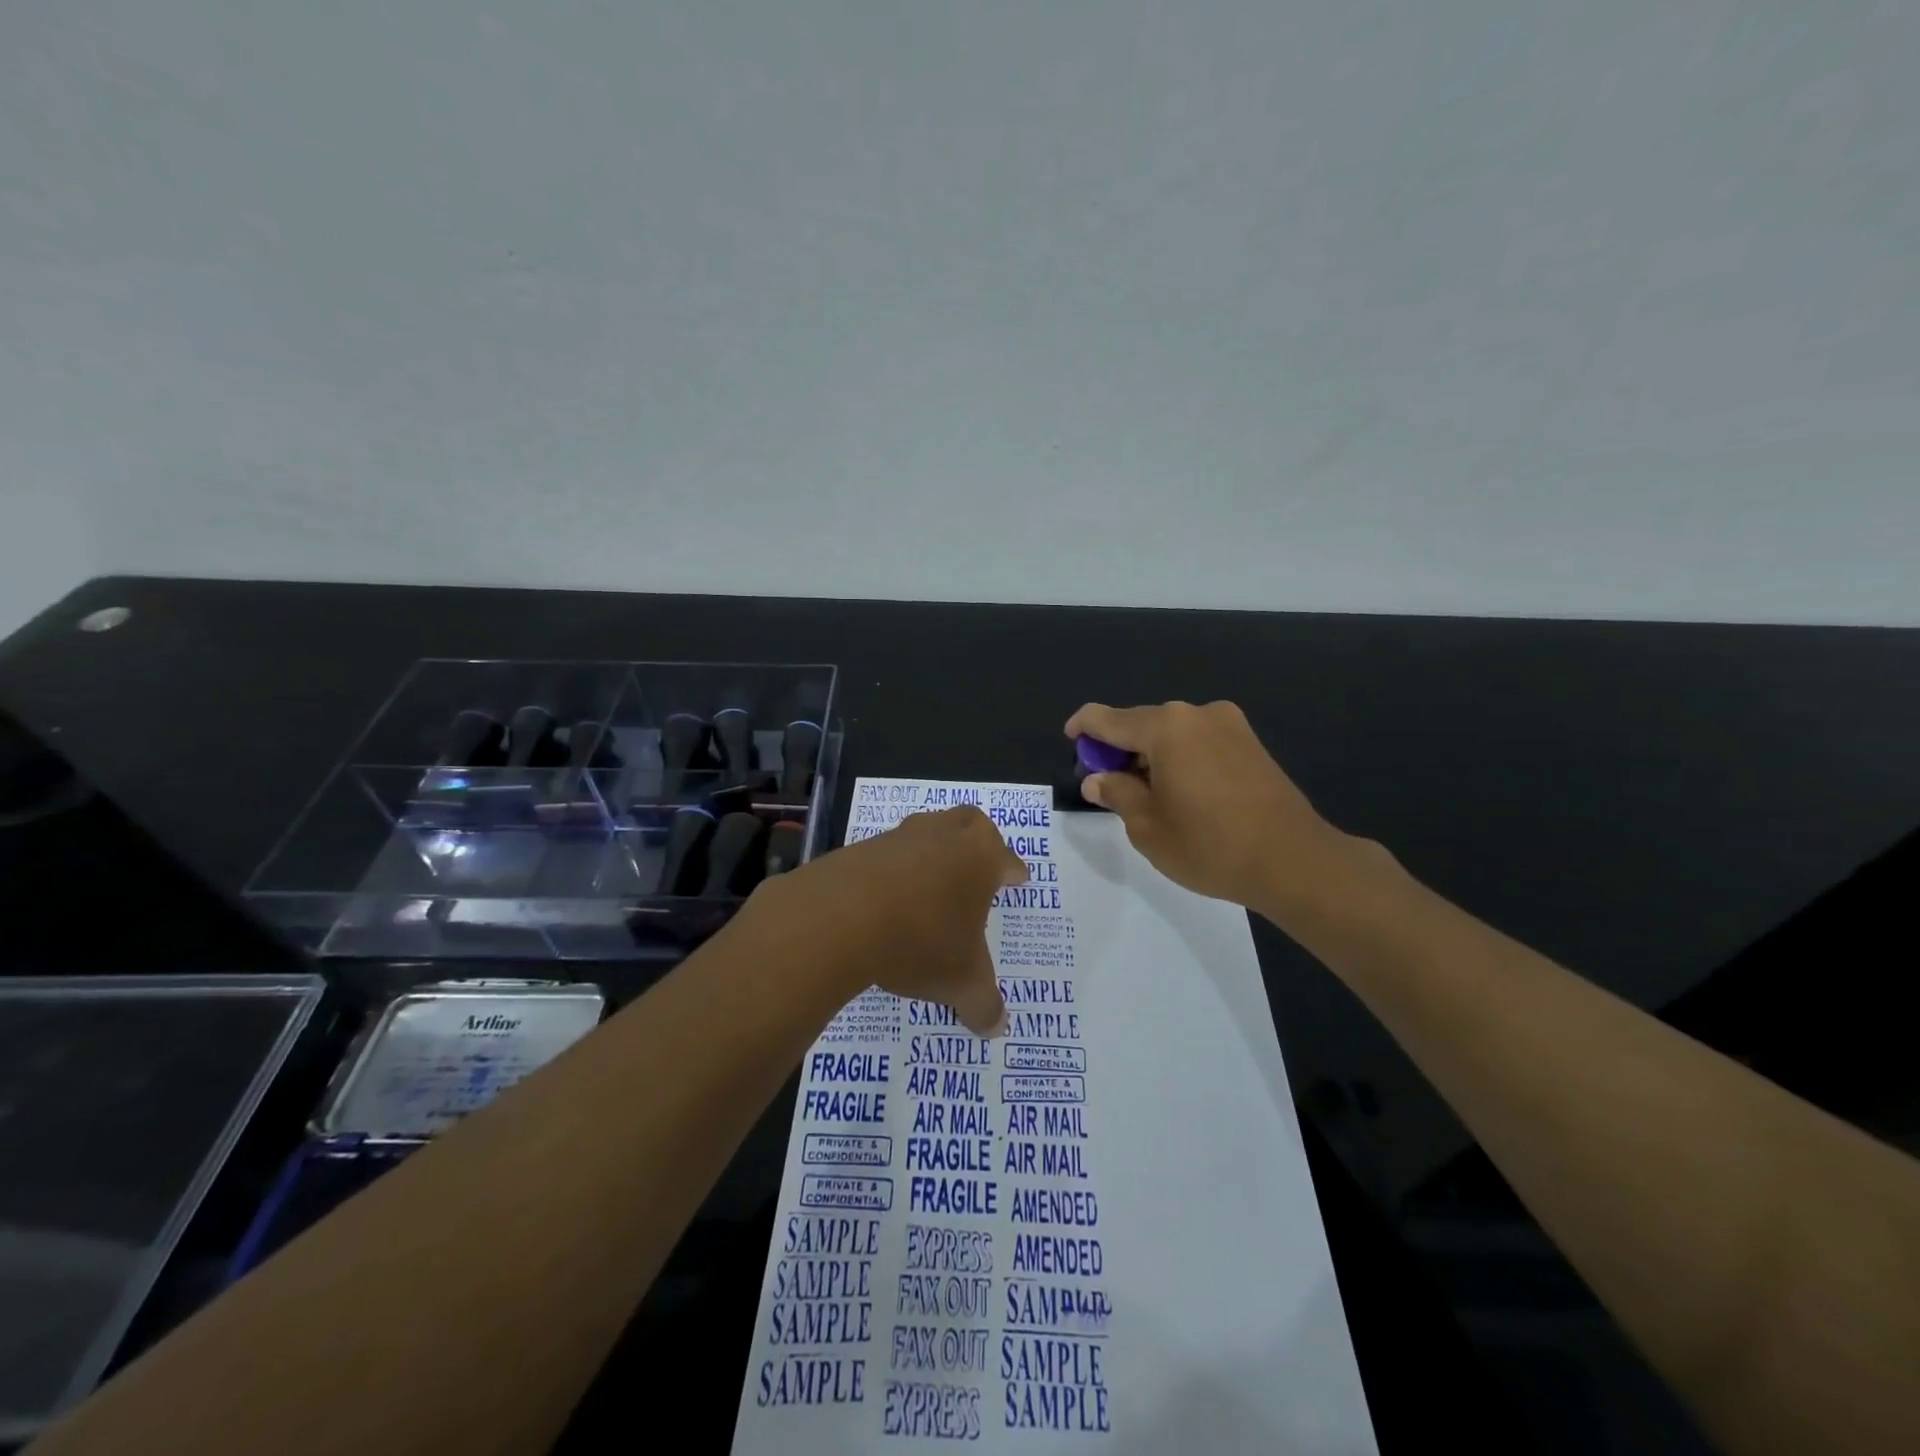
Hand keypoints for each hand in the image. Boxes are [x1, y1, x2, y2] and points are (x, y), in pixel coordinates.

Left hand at [743, 806, 1027, 1034]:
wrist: (840, 917)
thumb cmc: (921, 941)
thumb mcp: (962, 983)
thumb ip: (983, 1004)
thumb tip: (996, 1027)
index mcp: (980, 857)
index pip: (1006, 859)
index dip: (1014, 871)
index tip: (1018, 878)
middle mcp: (944, 835)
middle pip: (970, 824)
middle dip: (978, 842)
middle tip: (978, 866)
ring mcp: (900, 837)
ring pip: (926, 833)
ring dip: (933, 855)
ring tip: (931, 888)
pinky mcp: (861, 847)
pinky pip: (888, 855)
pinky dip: (894, 873)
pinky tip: (889, 901)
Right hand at [1066, 700, 1369, 914]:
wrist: (1293, 861)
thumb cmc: (1209, 844)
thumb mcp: (1147, 826)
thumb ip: (1116, 793)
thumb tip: (1097, 779)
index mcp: (1166, 727)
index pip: (1107, 718)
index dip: (1083, 728)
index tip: (1071, 741)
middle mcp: (1197, 714)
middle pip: (1143, 724)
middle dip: (1120, 749)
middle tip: (1108, 785)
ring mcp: (1230, 726)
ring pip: (1173, 734)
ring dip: (1151, 756)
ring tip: (1147, 796)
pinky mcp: (1251, 745)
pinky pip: (1200, 743)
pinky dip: (1180, 760)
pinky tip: (1181, 794)